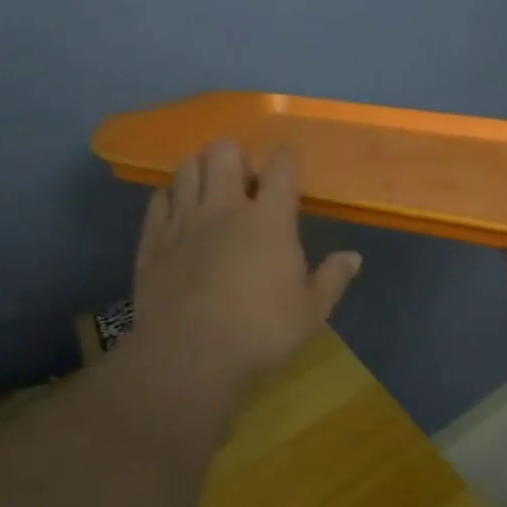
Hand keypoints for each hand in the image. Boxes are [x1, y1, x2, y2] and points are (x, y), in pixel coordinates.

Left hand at [131, 140, 360, 397]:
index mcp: (269, 219)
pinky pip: (158, 199)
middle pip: (224, 152)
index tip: (288, 163)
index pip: (280, 167)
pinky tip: (177, 209)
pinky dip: (170, 196)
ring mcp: (184, 220)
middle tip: (243, 178)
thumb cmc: (260, 331)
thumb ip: (332, 278)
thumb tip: (353, 257)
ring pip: (187, 167)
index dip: (285, 158)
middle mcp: (225, 207)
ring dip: (200, 169)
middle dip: (235, 155)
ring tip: (208, 187)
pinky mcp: (153, 239)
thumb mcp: (310, 311)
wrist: (189, 355)